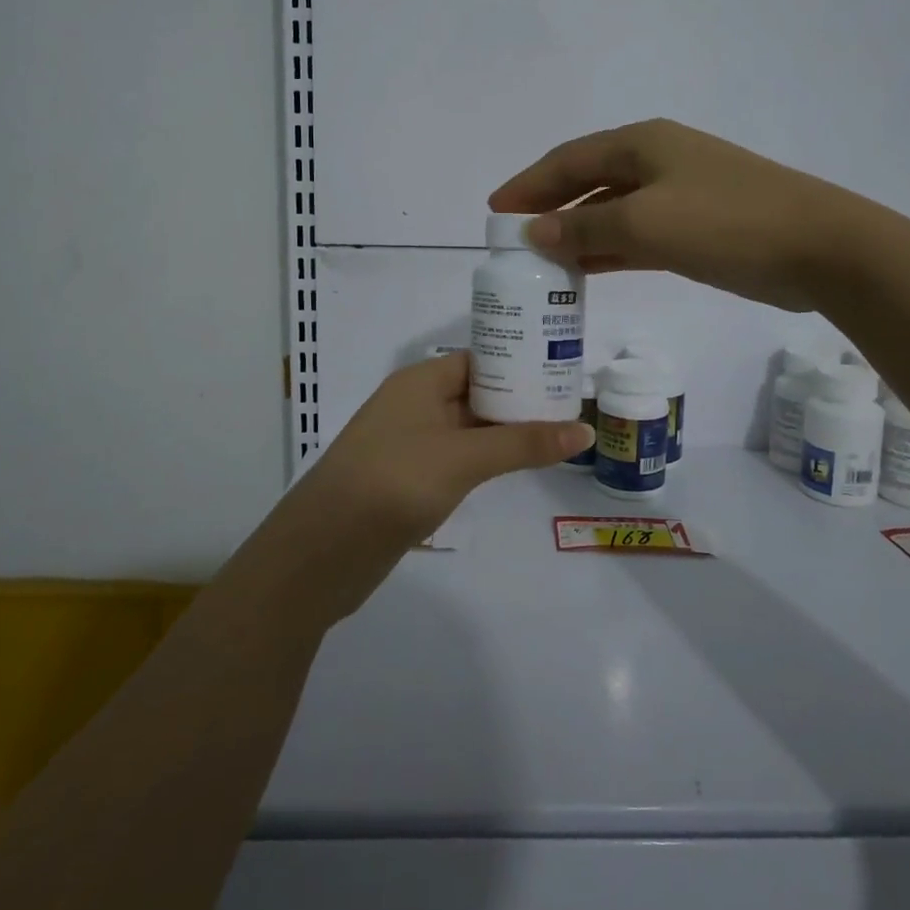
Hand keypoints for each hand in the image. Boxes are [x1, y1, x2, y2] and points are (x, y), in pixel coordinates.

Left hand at [267, 353, 593, 622]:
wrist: (322, 551)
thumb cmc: (394, 482)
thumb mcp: (463, 457)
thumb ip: (523, 442)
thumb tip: (586, 429)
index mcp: (420, 381)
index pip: (479, 358)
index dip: (519, 361)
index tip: (562, 370)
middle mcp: (414, 404)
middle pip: (475, 392)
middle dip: (519, 398)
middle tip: (571, 405)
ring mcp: (410, 444)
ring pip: (467, 428)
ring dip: (505, 431)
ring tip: (556, 433)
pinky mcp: (409, 480)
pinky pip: (456, 458)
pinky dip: (486, 458)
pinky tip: (516, 467)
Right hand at [489, 118, 859, 312]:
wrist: (821, 247)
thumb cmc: (727, 223)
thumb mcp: (646, 224)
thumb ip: (585, 227)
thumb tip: (535, 232)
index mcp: (642, 145)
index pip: (569, 160)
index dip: (529, 184)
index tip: (495, 211)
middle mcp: (658, 161)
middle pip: (588, 181)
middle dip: (550, 207)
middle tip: (514, 238)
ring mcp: (681, 194)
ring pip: (612, 210)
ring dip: (578, 231)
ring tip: (542, 259)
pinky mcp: (698, 226)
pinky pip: (638, 234)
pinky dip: (610, 249)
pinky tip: (588, 269)